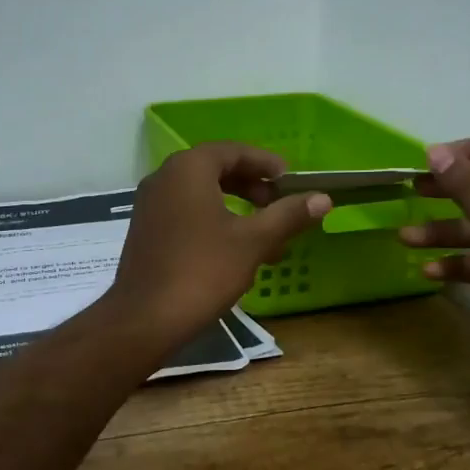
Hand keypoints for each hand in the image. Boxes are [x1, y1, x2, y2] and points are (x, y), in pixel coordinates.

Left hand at [111, 143, 331, 340]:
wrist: (145, 318)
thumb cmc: (202, 271)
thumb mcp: (253, 241)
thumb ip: (288, 215)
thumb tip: (323, 198)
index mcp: (188, 169)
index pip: (232, 151)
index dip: (265, 163)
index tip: (290, 180)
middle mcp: (164, 178)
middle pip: (215, 170)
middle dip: (251, 187)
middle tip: (278, 205)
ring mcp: (150, 205)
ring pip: (202, 195)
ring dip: (236, 209)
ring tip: (266, 237)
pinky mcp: (146, 231)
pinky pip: (186, 213)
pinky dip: (213, 222)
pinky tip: (235, 253)